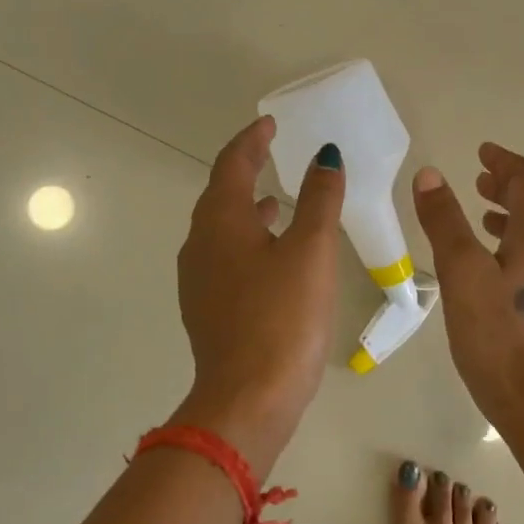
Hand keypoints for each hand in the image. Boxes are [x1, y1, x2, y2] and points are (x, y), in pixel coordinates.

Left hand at [176, 116, 343, 467]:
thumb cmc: (283, 317)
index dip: (252, 140)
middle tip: (272, 154)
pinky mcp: (207, 309)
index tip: (271, 124)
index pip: (231, 164)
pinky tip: (271, 256)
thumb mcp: (311, 251)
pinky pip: (224, 257)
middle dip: (245, 170)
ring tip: (276, 201)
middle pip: (219, 194)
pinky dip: (246, 240)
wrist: (247, 399)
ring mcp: (198, 280)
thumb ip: (319, 199)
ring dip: (246, 208)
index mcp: (220, 222)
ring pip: (220, 228)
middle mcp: (200, 245)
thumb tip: (325, 156)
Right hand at [412, 143, 523, 424]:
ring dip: (517, 220)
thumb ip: (445, 221)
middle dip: (509, 189)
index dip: (504, 162)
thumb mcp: (462, 274)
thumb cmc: (498, 337)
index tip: (482, 152)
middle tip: (480, 183)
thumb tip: (431, 174)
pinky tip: (504, 272)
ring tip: (486, 222)